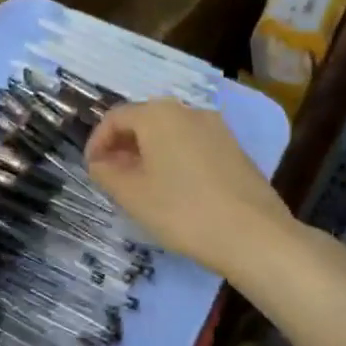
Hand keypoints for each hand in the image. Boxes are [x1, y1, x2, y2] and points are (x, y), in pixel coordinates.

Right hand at [85, 100, 295, 275]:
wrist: (254, 235)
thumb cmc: (183, 211)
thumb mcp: (132, 195)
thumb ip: (106, 173)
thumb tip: (100, 162)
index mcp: (158, 114)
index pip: (115, 117)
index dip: (97, 142)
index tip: (91, 169)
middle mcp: (188, 111)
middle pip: (144, 120)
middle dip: (123, 146)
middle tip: (112, 177)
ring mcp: (216, 128)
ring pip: (170, 133)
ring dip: (149, 153)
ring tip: (141, 185)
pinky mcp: (234, 148)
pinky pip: (192, 145)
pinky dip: (174, 159)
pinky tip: (174, 189)